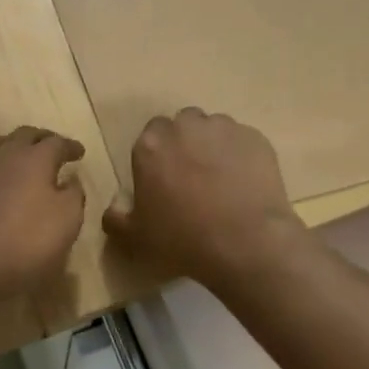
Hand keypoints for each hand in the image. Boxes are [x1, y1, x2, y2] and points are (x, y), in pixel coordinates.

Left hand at [0, 126, 86, 295]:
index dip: (69, 146)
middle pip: (24, 135)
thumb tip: (71, 180)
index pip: (56, 142)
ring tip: (17, 155)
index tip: (79, 152)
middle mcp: (4, 156)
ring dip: (10, 145)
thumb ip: (73, 195)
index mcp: (35, 159)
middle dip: (41, 138)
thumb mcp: (66, 221)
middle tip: (51, 146)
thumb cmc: (25, 241)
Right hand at [102, 108, 305, 289]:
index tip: (165, 179)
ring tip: (223, 180)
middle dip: (185, 144)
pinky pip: (243, 141)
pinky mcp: (255, 137)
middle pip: (182, 125)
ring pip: (214, 129)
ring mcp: (223, 128)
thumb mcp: (137, 238)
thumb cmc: (184, 240)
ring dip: (213, 146)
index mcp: (151, 145)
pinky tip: (246, 184)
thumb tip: (112, 208)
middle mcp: (185, 126)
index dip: (159, 156)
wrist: (247, 243)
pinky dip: (242, 156)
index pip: (150, 136)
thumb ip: (116, 219)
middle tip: (193, 177)